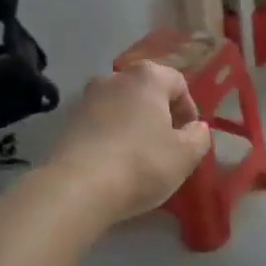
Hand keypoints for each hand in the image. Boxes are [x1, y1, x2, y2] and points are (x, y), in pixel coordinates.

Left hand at [46, 61, 212, 222]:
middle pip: (146, 91)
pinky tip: (114, 162)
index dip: (189, 109)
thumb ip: (199, 137)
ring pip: (121, 106)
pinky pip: (99, 123)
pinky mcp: (67, 122)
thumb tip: (196, 128)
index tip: (190, 136)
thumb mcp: (185, 156)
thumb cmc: (141, 164)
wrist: (77, 188)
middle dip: (159, 114)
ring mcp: (86, 98)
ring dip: (133, 124)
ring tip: (139, 156)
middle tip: (167, 145)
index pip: (178, 83)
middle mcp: (114, 78)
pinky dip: (111, 136)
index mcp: (147, 77)